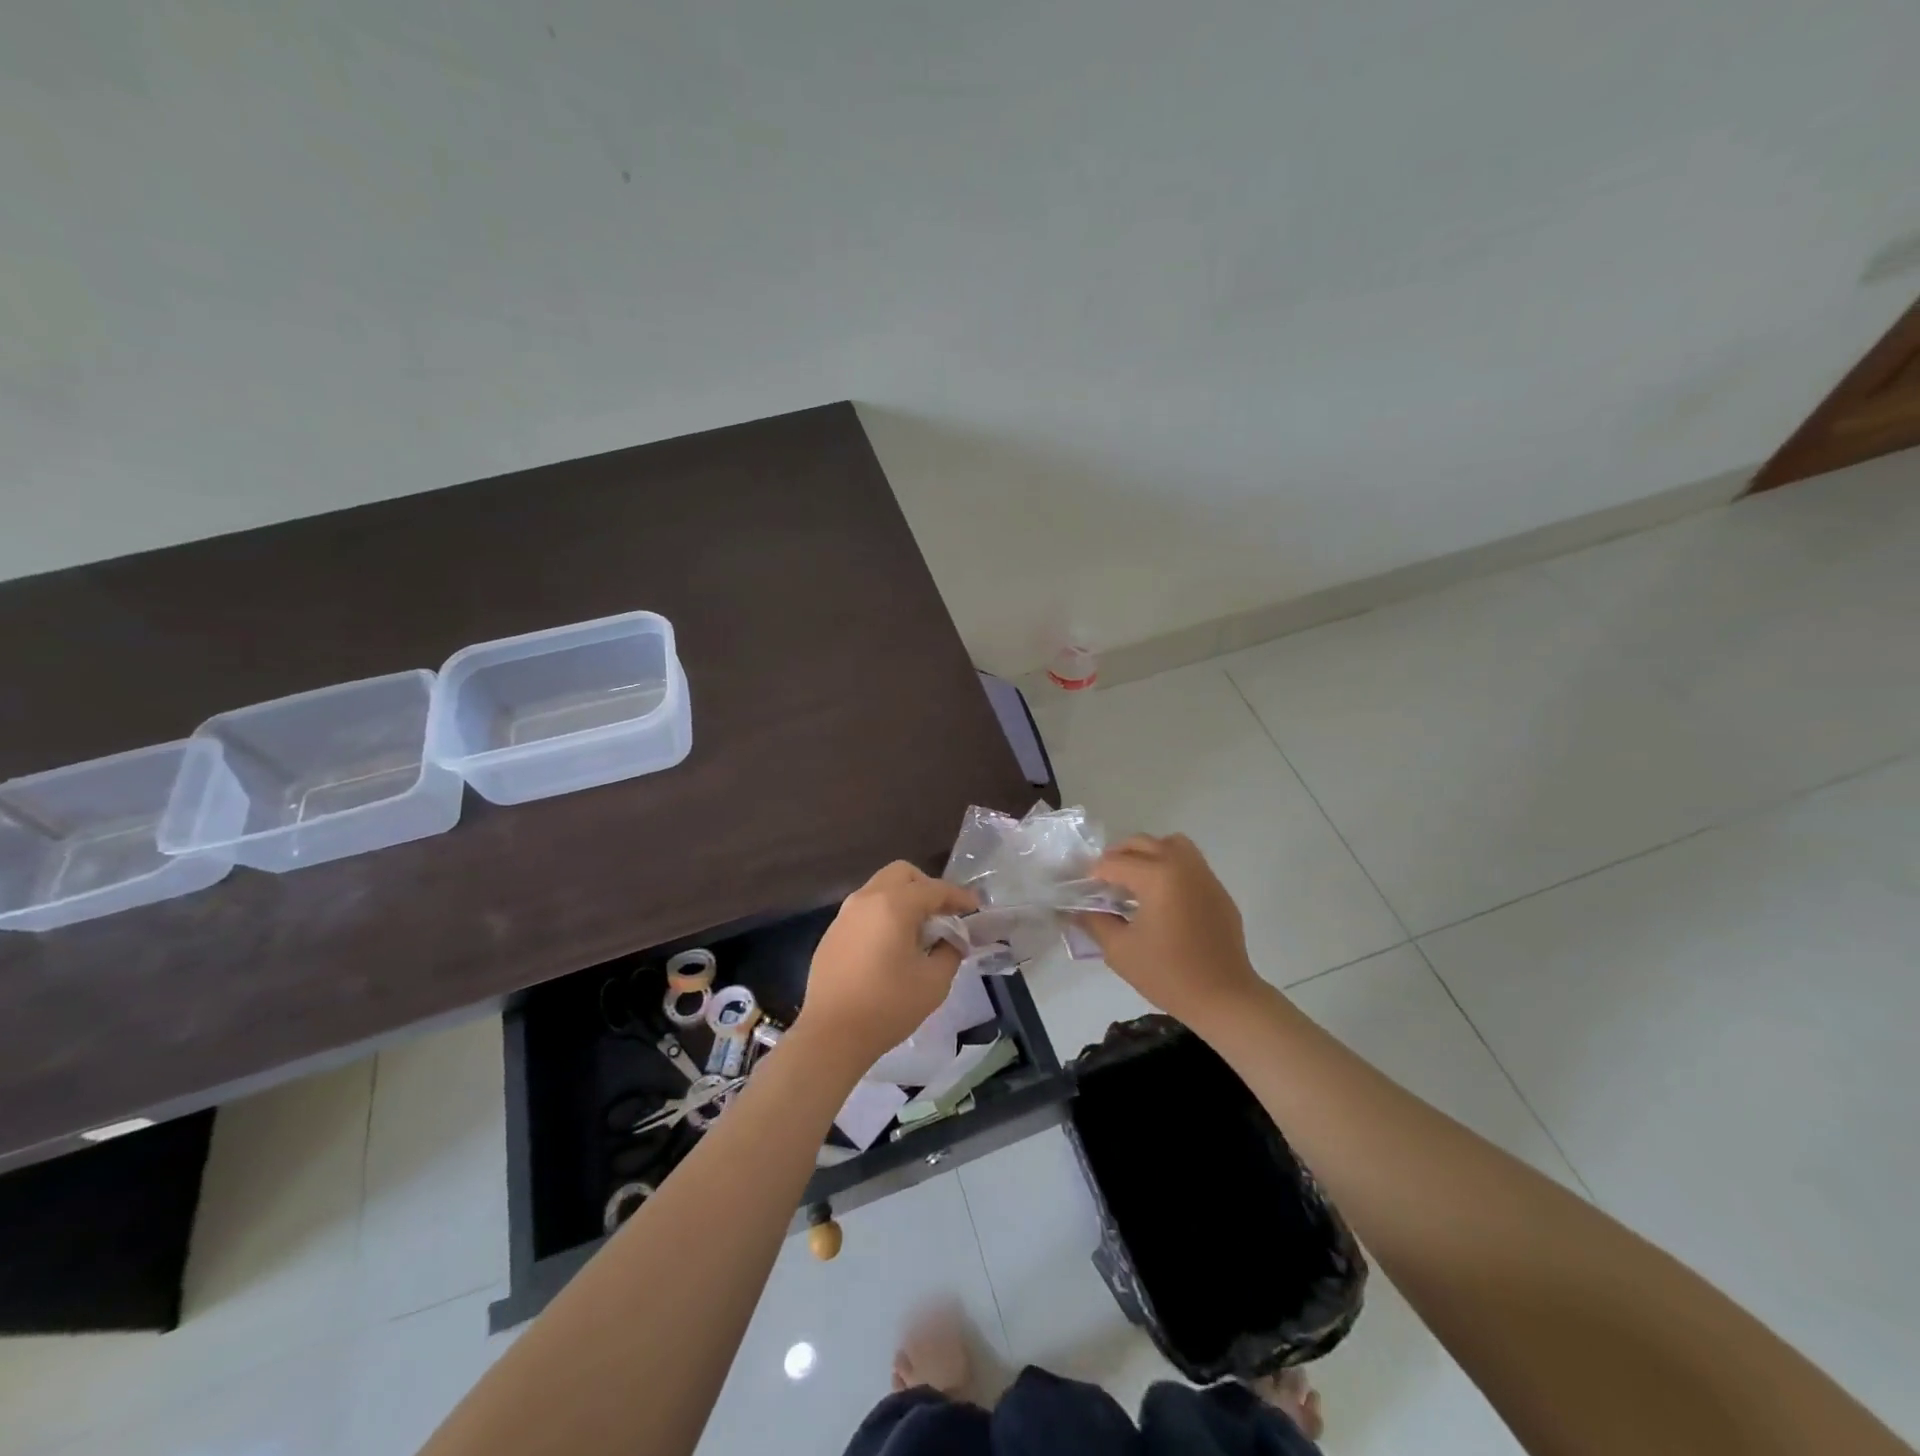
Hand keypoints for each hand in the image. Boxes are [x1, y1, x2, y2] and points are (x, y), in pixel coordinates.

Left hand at [795, 862, 979, 1073]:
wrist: (831, 1035)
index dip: (959, 897)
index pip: (934, 889)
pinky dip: (883, 914)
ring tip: (918, 931)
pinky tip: (890, 945)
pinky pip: (864, 909)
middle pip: (902, 874)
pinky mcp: (832, 933)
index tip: (975, 908)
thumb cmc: (887, 1006)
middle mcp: (866, 899)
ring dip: (903, 899)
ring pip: (880, 888)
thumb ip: (949, 952)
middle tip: (942, 914)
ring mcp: (845, 914)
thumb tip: (951, 940)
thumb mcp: (933, 982)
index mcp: (894, 905)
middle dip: (927, 887)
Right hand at [1074, 833, 1262, 1029]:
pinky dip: (1170, 868)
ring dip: (1148, 854)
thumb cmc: (1168, 974)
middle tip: (1104, 882)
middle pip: (1142, 843)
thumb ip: (1094, 923)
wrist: (1224, 998)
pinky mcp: (1218, 891)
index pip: (1114, 863)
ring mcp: (1204, 876)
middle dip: (1118, 857)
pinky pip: (1190, 864)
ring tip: (1136, 880)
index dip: (1093, 874)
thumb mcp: (1120, 951)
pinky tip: (1162, 899)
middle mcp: (1182, 865)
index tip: (1083, 891)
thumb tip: (1077, 911)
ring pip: (1171, 844)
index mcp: (1157, 876)